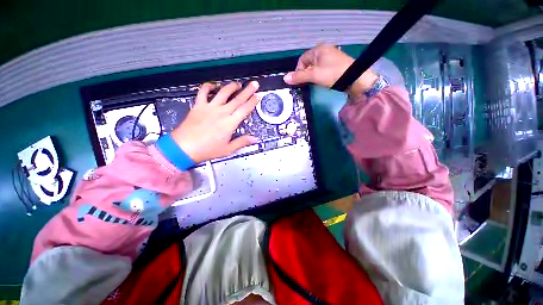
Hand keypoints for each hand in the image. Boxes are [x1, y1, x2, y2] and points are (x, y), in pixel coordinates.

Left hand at [170, 81, 259, 162]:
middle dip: (248, 90)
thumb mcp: (228, 149)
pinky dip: (208, 86)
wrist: (184, 147)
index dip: (252, 102)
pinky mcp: (199, 106)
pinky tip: (214, 85)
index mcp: (229, 123)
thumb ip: (242, 142)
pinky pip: (203, 92)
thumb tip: (254, 139)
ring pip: (223, 93)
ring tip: (238, 84)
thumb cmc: (207, 149)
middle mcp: (221, 113)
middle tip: (254, 84)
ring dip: (232, 87)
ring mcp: (209, 108)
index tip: (258, 96)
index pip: (245, 109)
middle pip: (237, 99)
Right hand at [284, 44, 378, 96]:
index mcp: (318, 49)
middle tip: (307, 83)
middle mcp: (324, 51)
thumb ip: (299, 76)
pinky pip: (322, 70)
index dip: (298, 71)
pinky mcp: (334, 65)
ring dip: (312, 76)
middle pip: (308, 64)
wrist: (354, 78)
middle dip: (305, 74)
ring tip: (314, 83)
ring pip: (315, 68)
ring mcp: (330, 58)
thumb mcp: (314, 75)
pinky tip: (321, 82)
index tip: (300, 81)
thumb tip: (285, 78)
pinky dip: (319, 76)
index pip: (302, 60)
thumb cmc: (332, 74)